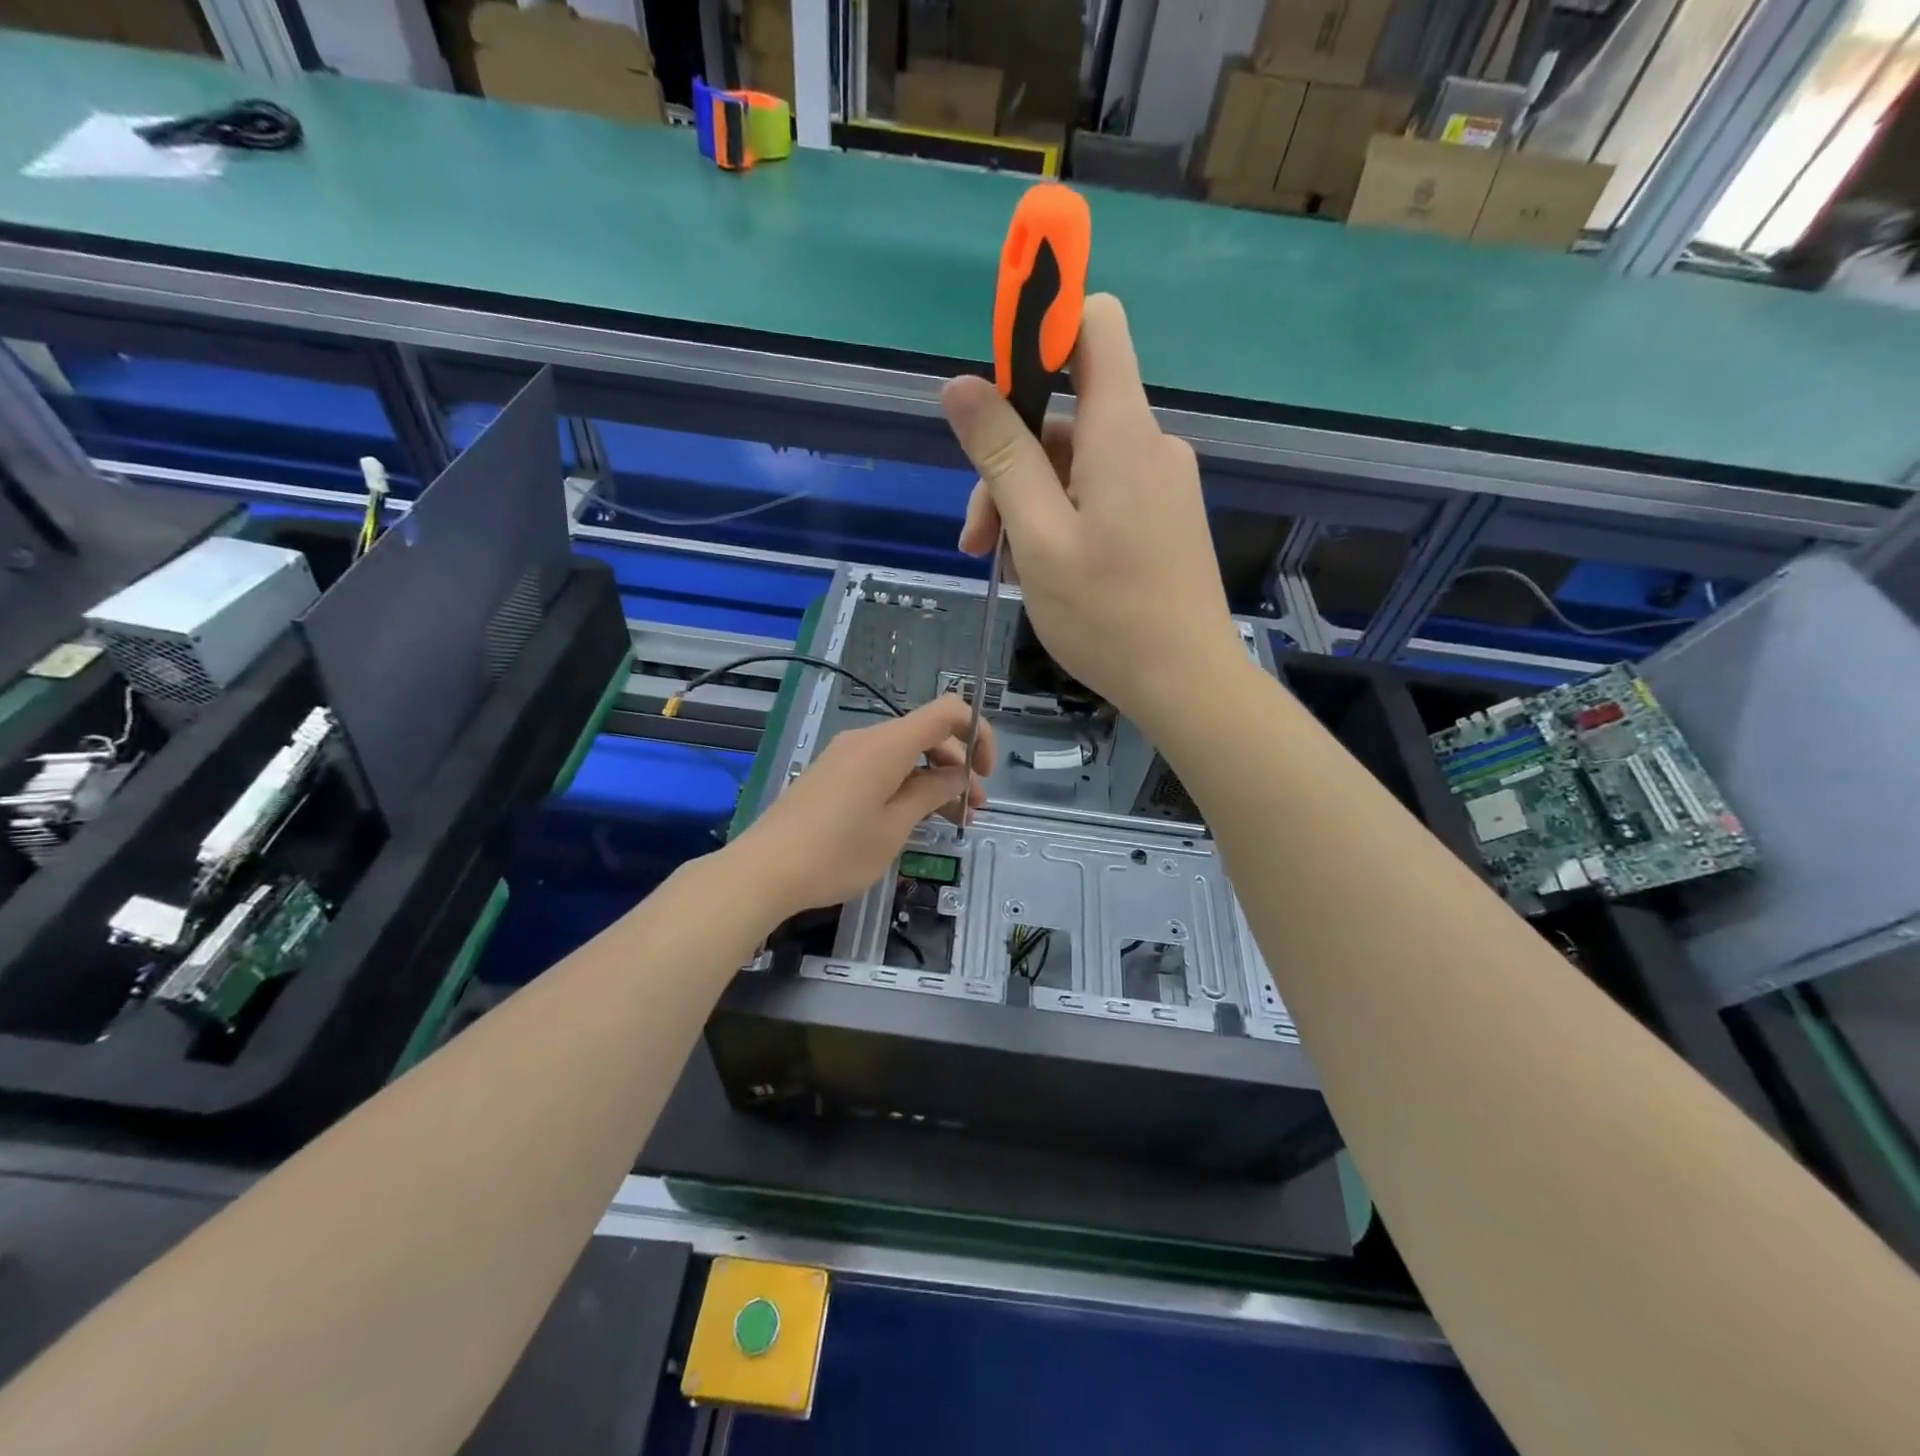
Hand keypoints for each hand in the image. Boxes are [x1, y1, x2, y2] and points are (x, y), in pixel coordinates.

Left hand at [731, 696, 994, 917]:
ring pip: (904, 754)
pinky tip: (912, 817)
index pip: (948, 711)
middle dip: (958, 766)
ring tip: (951, 819)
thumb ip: (932, 793)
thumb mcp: (894, 827)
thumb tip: (957, 775)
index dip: (977, 733)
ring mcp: (845, 755)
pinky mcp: (832, 774)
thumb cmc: (836, 852)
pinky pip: (880, 766)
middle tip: (973, 810)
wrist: (764, 870)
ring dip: (933, 779)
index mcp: (887, 744)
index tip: (984, 774)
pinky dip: (905, 784)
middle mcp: (866, 739)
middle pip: (927, 735)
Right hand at [941, 294, 1246, 732]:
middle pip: (1064, 414)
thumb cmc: (1108, 615)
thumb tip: (958, 384)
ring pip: (1075, 464)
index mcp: (1120, 433)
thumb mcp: (1037, 536)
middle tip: (976, 539)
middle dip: (1009, 462)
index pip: (1093, 325)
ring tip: (1004, 566)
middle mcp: (1147, 443)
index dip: (1042, 325)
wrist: (1188, 684)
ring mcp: (1159, 483)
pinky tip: (1041, 570)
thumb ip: (1001, 455)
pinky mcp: (1162, 518)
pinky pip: (1100, 495)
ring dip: (1028, 503)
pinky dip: (1061, 520)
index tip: (994, 371)